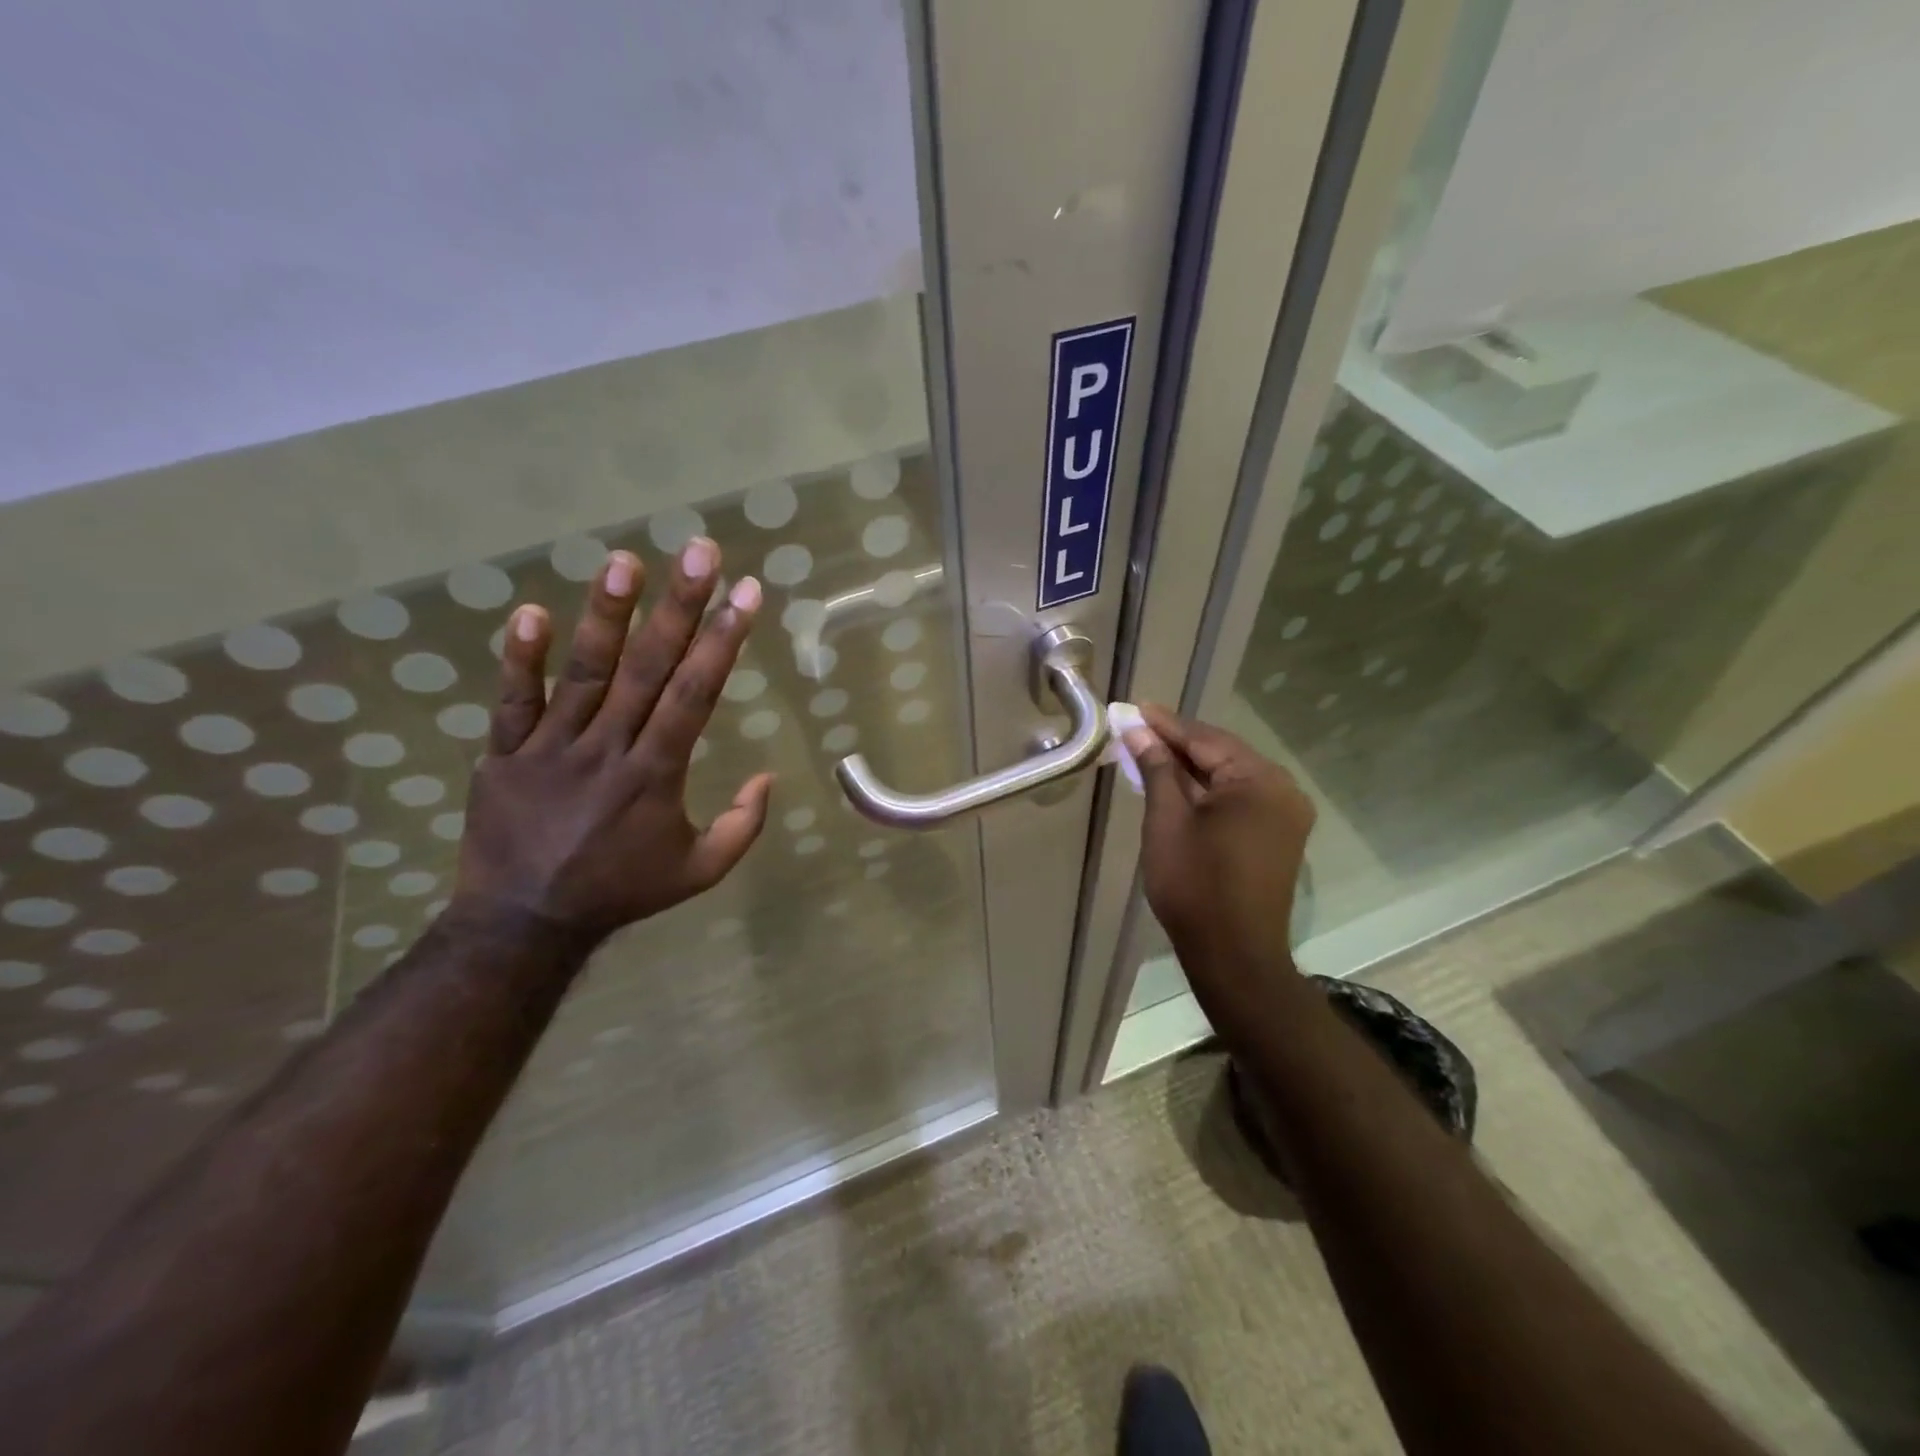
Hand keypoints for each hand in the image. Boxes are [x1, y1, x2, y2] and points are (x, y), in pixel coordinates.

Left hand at [453, 539, 773, 942]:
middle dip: (680, 607)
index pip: (695, 694)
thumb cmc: (622, 890)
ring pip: (583, 674)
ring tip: (624, 561)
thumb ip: (743, 827)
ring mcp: (551, 748)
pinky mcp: (505, 754)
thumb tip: (769, 777)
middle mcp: (608, 749)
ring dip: (607, 616)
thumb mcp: (699, 872)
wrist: (524, 923)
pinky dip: (519, 660)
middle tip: (699, 551)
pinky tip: (531, 613)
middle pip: (648, 669)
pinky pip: (512, 702)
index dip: (723, 641)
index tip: (746, 593)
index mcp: (656, 775)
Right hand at [1123, 705, 1315, 991]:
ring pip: (1231, 777)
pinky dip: (1210, 791)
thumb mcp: (1167, 820)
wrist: (1234, 954)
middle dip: (1179, 744)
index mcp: (1260, 780)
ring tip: (1152, 753)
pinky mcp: (1280, 836)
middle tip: (1138, 729)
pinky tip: (1180, 786)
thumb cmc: (1195, 884)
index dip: (1166, 724)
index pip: (1205, 739)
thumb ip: (1157, 769)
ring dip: (1192, 767)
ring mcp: (1286, 814)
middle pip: (1222, 754)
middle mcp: (1283, 789)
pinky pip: (1241, 798)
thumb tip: (1139, 731)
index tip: (1134, 709)